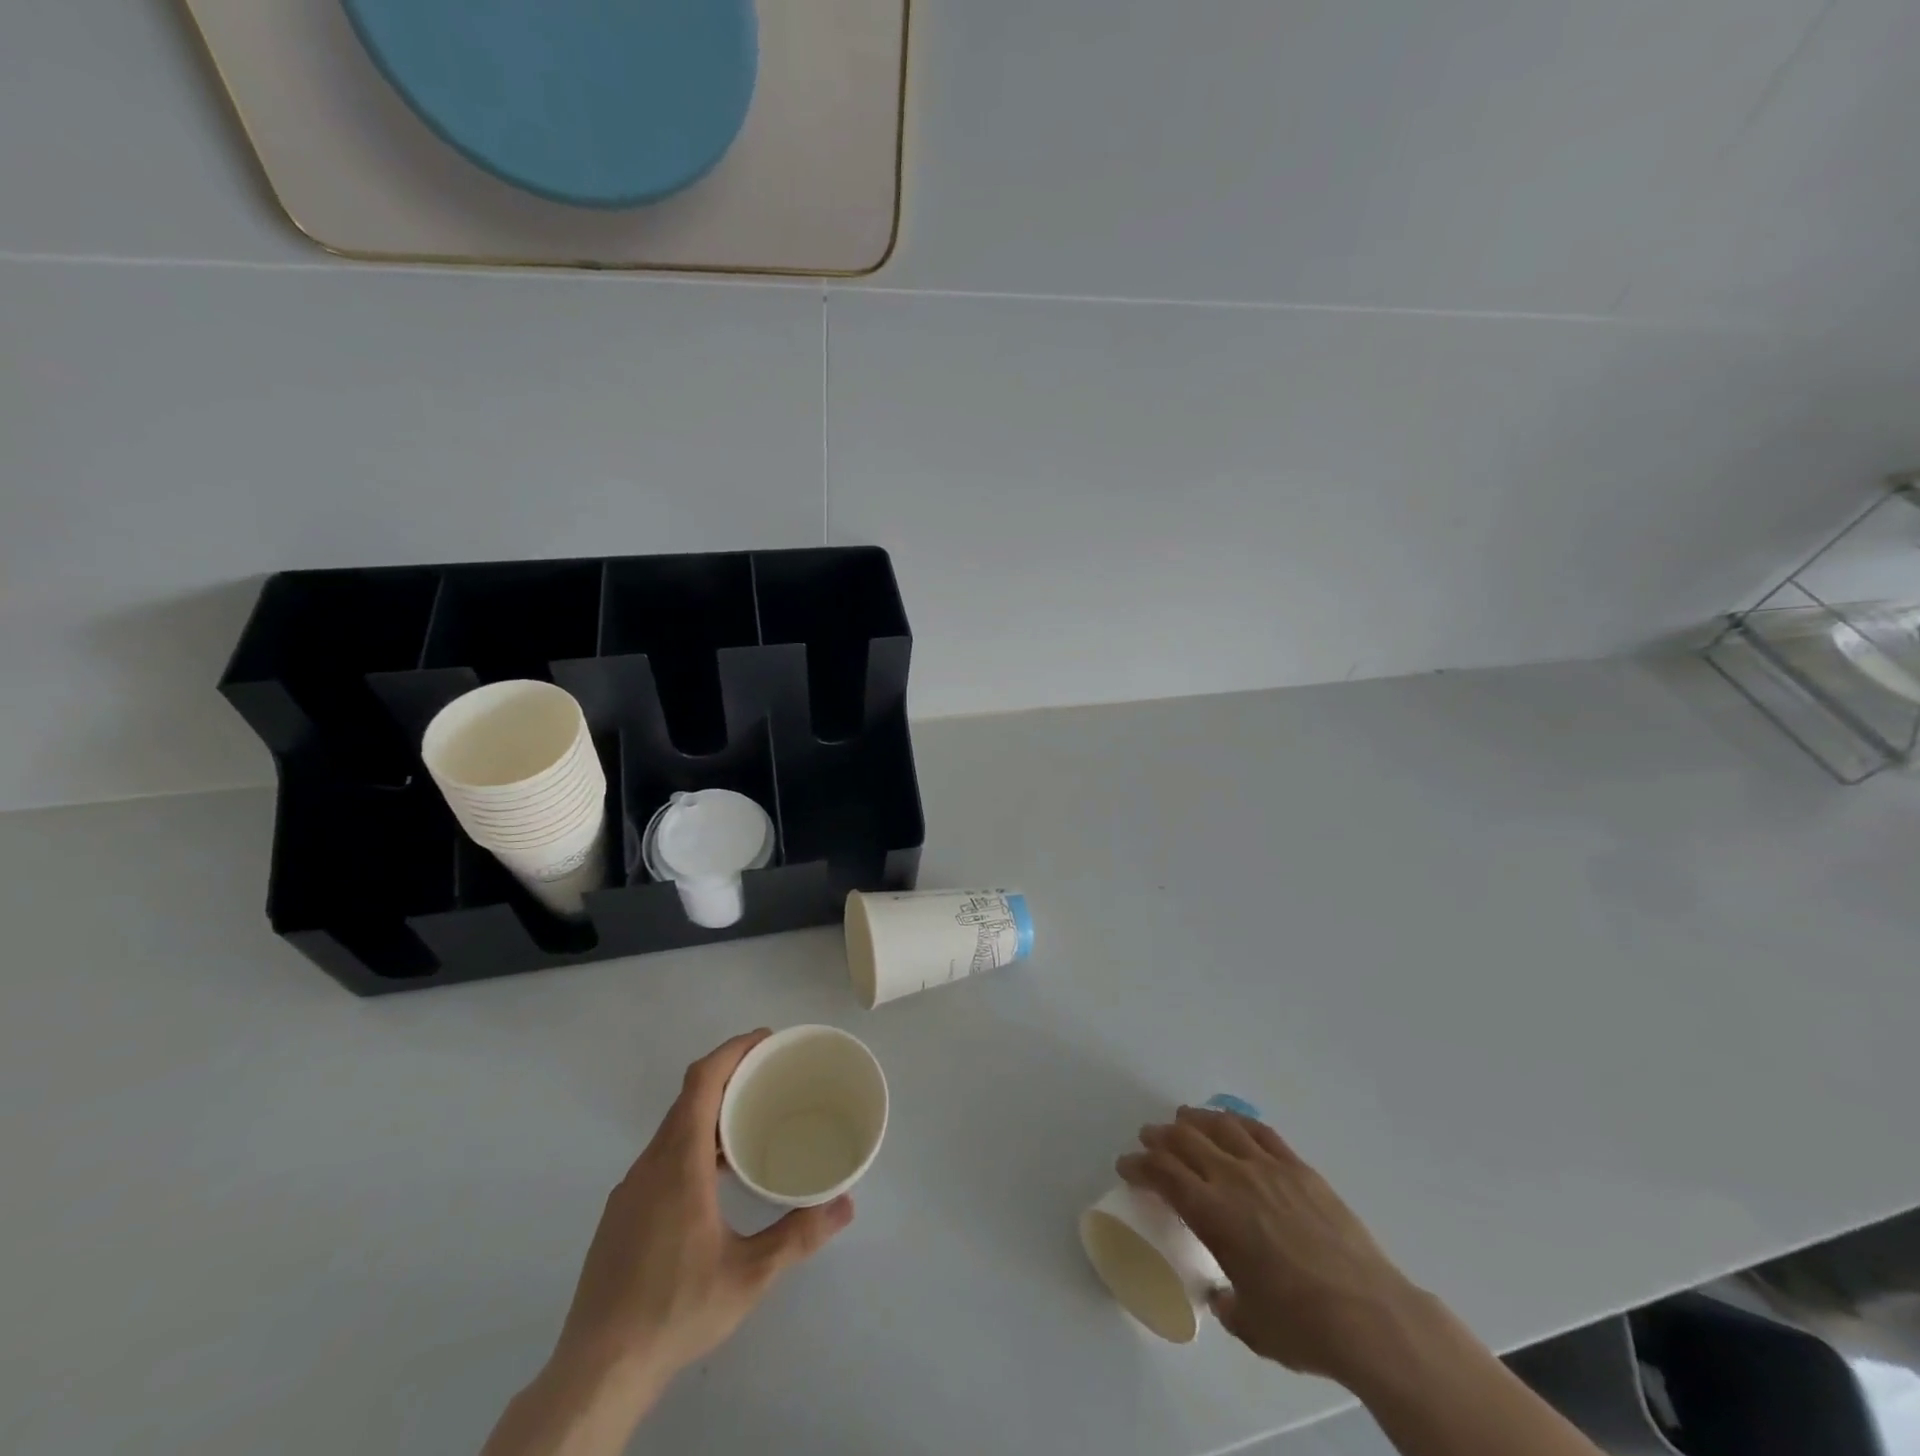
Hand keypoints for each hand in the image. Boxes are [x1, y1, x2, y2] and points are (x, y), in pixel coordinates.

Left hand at [556, 1030, 853, 1392]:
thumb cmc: (675, 1310)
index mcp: (678, 1162)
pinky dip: (691, 1144)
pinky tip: (713, 1181)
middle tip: (770, 1078)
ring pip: (672, 1130)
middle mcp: (649, 1164)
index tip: (766, 1040)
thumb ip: (798, 1234)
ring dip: (709, 1113)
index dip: (733, 1050)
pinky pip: (660, 1157)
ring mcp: (629, 1191)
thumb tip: (846, 1204)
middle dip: (728, 1076)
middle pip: (688, 1098)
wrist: (595, 1373)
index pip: (702, 1080)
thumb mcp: (749, 1275)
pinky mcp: (620, 1216)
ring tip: (749, 1126)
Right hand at [1119, 1106, 1422, 1383]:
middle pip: (1185, 1139)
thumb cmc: (1302, 1326)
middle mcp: (1233, 1179)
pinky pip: (1260, 1131)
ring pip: (1220, 1126)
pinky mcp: (1299, 1168)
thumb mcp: (1250, 1324)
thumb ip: (1227, 1301)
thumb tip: (1222, 1293)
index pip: (1162, 1173)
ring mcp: (1268, 1168)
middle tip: (1149, 1139)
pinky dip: (1237, 1122)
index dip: (1139, 1164)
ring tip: (1184, 1119)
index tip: (1127, 1165)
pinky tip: (1231, 1124)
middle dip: (1160, 1136)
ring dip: (1195, 1120)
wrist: (1370, 1316)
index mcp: (1212, 1214)